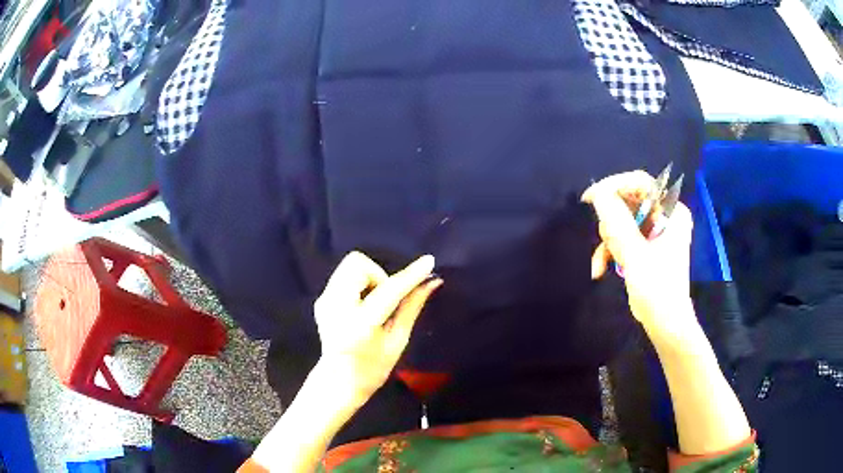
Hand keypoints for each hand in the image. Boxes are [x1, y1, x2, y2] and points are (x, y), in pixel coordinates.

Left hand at [314, 252, 441, 404]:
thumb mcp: (397, 341)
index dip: (411, 275)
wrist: (337, 382)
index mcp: (360, 324)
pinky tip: (361, 307)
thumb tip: (432, 282)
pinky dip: (358, 284)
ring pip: (350, 266)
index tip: (429, 261)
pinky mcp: (320, 299)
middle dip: (378, 274)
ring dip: (369, 278)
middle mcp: (336, 307)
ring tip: (373, 303)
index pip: (389, 290)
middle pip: (357, 264)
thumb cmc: (373, 368)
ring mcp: (324, 301)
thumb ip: (411, 307)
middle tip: (386, 298)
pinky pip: (343, 276)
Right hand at [582, 171, 696, 336]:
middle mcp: (665, 216)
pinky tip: (601, 269)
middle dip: (612, 223)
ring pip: (621, 220)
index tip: (591, 199)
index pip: (641, 183)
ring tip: (607, 261)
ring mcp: (655, 231)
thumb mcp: (635, 254)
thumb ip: (617, 221)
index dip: (615, 186)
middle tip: (605, 241)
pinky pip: (622, 237)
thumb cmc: (657, 289)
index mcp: (672, 212)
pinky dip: (610, 252)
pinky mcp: (645, 245)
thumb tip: (597, 192)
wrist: (664, 323)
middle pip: (628, 202)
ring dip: (609, 241)